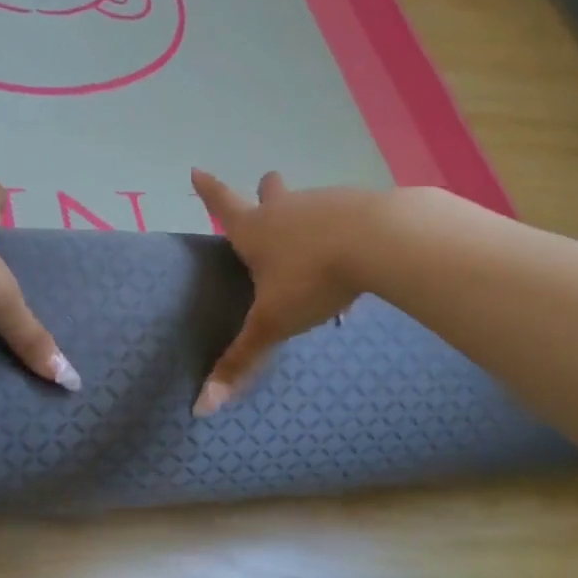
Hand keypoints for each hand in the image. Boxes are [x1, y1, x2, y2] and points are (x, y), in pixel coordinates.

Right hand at [190, 169, 388, 415]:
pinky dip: (344, 233)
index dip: (207, 190)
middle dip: (265, 190)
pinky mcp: (362, 206)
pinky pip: (346, 219)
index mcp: (255, 230)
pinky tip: (357, 260)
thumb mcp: (272, 324)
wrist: (381, 241)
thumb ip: (240, 362)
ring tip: (319, 252)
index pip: (222, 204)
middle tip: (266, 188)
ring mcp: (325, 203)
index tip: (196, 169)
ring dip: (309, 220)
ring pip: (310, 206)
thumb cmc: (312, 279)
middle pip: (270, 192)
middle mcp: (285, 209)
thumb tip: (201, 408)